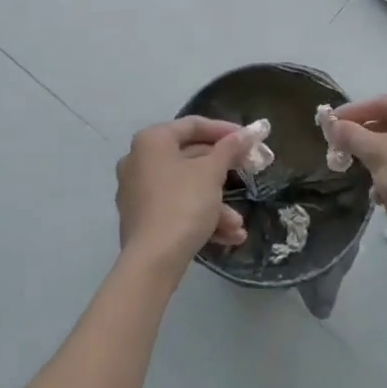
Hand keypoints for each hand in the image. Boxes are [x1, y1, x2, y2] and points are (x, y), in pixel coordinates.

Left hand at [115, 117, 251, 276]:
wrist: (152, 262)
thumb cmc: (183, 204)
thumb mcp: (212, 173)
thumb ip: (230, 148)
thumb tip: (249, 132)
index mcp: (152, 140)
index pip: (193, 125)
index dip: (224, 130)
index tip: (248, 138)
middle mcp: (139, 160)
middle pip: (189, 158)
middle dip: (223, 173)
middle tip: (248, 173)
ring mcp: (137, 191)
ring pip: (185, 188)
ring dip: (215, 204)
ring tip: (239, 224)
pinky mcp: (140, 219)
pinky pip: (175, 208)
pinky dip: (199, 217)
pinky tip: (227, 236)